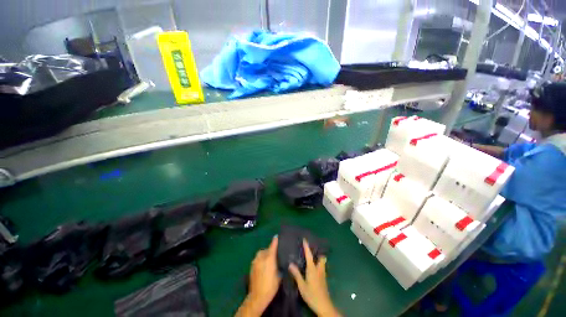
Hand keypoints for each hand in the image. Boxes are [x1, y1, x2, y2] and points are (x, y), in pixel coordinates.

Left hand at [236, 236, 280, 316]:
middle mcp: (261, 257)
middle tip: (274, 255)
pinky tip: (263, 266)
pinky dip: (260, 260)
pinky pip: (257, 259)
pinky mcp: (251, 266)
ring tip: (268, 261)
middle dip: (270, 250)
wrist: (257, 296)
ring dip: (264, 255)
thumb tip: (278, 260)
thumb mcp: (278, 275)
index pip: (272, 246)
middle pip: (266, 249)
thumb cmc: (271, 286)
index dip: (275, 241)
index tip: (277, 236)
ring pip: (261, 254)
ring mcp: (255, 261)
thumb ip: (278, 265)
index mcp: (269, 258)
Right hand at [288, 239, 340, 316]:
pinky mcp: (324, 279)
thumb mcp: (302, 286)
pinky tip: (315, 268)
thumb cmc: (312, 295)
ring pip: (323, 263)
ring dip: (319, 258)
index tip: (305, 239)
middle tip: (312, 249)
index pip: (309, 255)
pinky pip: (322, 268)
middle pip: (321, 257)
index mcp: (312, 269)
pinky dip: (319, 264)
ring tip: (313, 257)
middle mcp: (319, 269)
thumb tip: (290, 264)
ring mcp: (323, 274)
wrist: (324, 305)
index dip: (307, 247)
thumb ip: (297, 274)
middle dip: (318, 252)